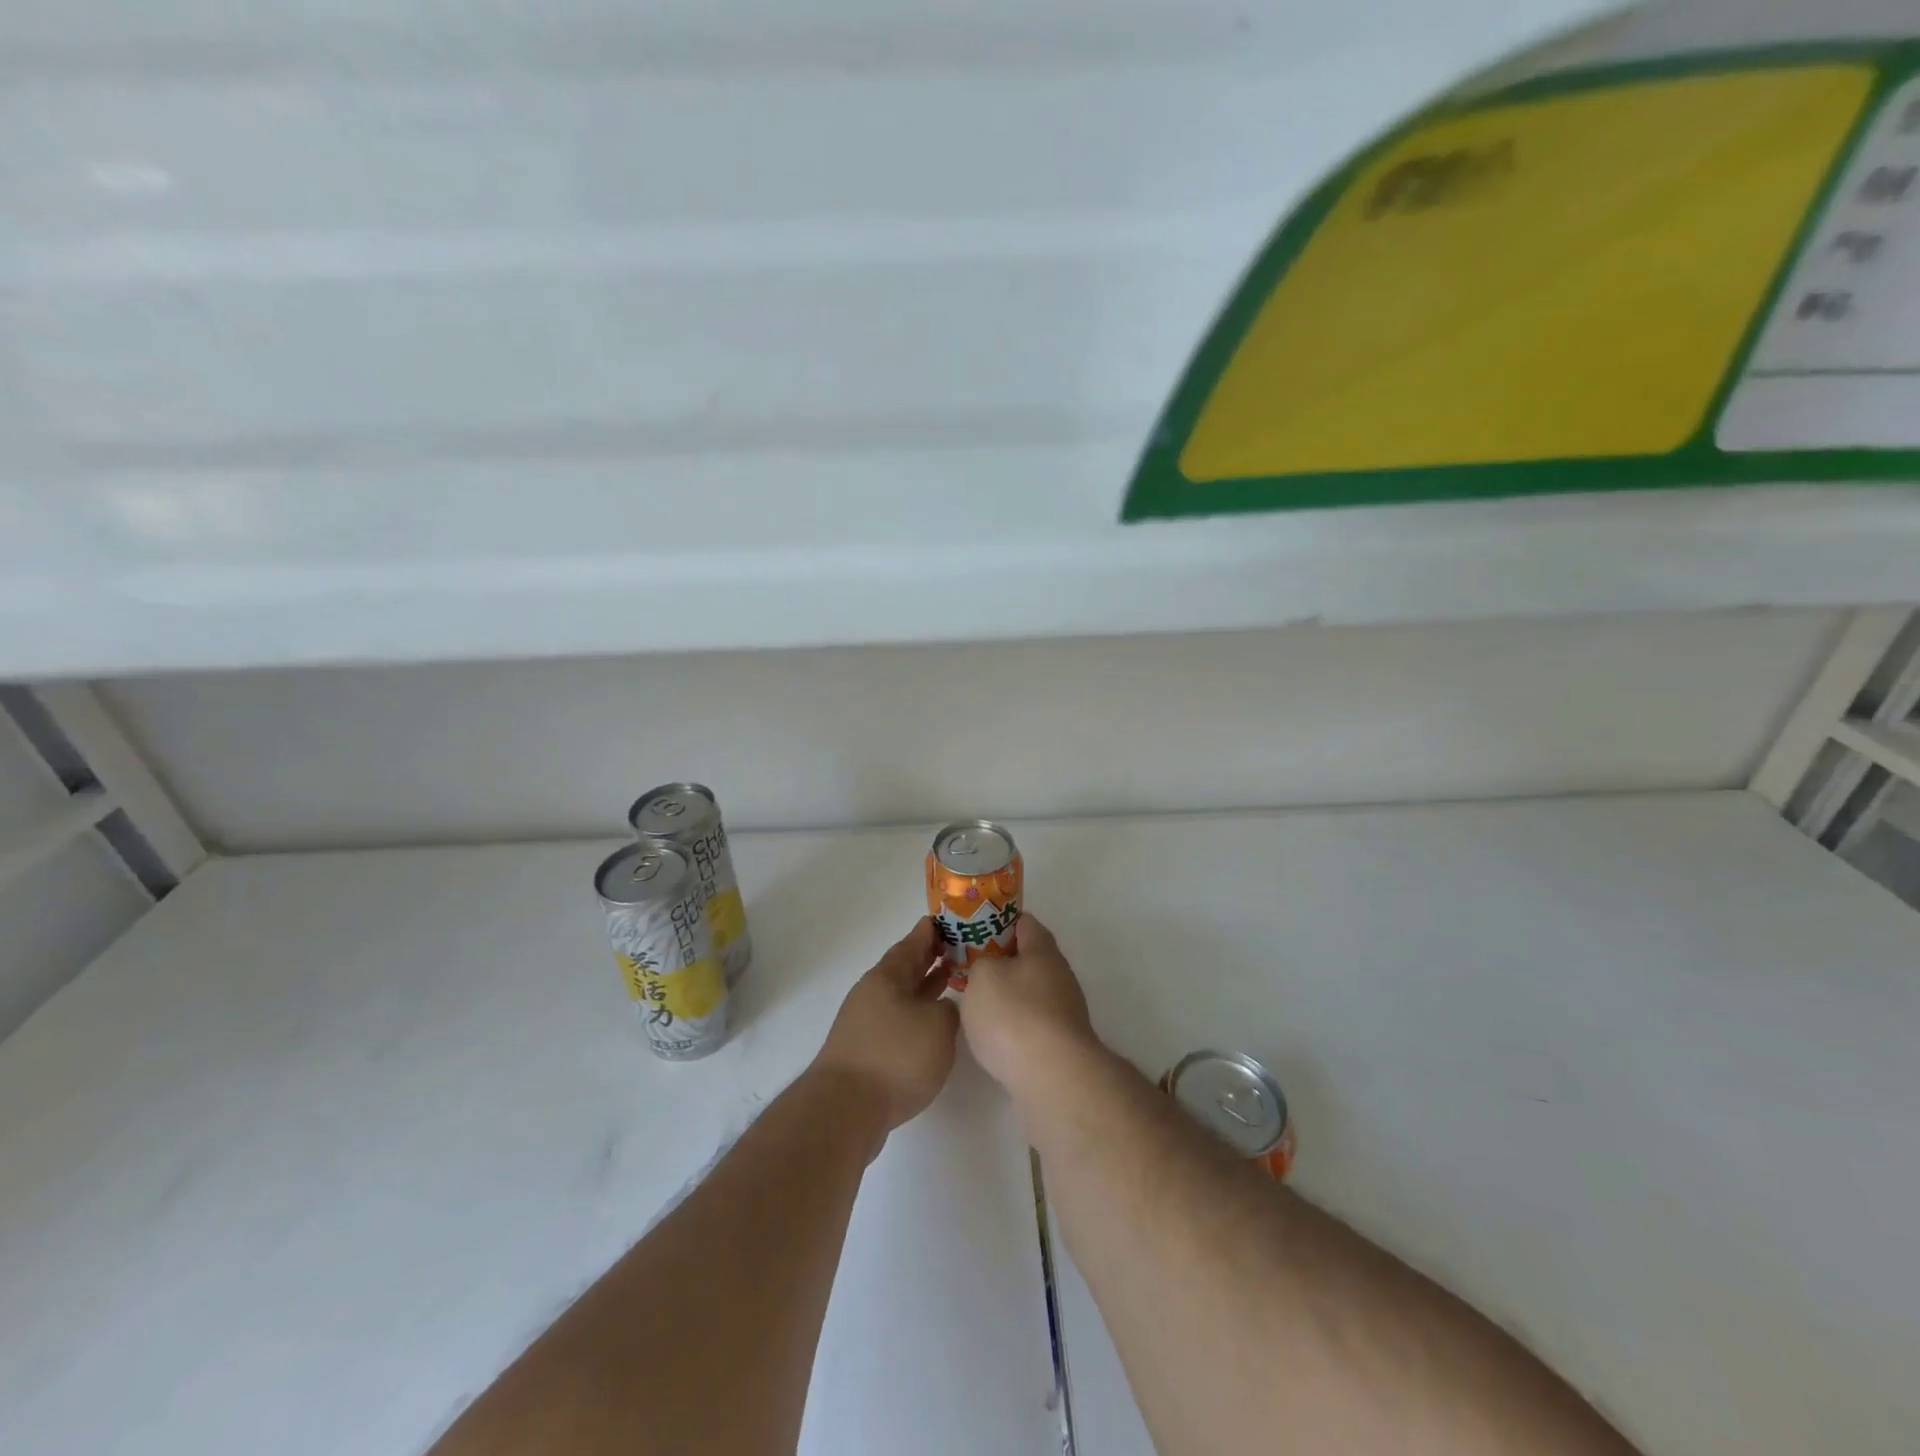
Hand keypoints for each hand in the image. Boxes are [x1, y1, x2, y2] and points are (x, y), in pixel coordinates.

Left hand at [814, 919, 959, 1141]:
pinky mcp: (865, 1051)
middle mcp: (873, 993)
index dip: (934, 930)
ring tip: (952, 983)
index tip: (953, 921)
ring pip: (902, 995)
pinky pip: (897, 1020)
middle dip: (931, 958)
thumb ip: (949, 1011)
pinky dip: (916, 1016)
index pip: (914, 941)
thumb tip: (941, 1011)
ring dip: (925, 988)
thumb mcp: (937, 1026)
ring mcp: (866, 1022)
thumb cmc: (895, 1057)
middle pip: (906, 968)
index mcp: (887, 976)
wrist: (845, 1110)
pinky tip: (932, 1027)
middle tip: (961, 949)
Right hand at [958, 915, 1098, 1099]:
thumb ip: (980, 962)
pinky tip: (994, 1038)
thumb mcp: (982, 975)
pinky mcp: (1061, 1043)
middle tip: (968, 968)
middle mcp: (1059, 974)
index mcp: (1043, 949)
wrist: (1053, 1078)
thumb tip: (989, 969)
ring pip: (1028, 992)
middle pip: (1027, 958)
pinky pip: (1032, 1023)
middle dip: (999, 962)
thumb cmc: (1013, 1015)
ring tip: (975, 1005)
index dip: (996, 921)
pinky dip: (1013, 1025)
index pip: (1022, 921)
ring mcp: (1064, 1010)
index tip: (972, 931)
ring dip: (1005, 996)